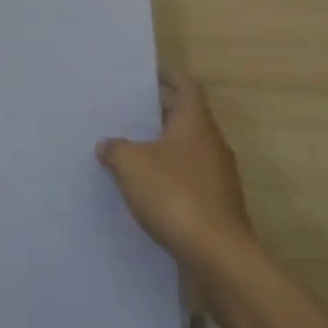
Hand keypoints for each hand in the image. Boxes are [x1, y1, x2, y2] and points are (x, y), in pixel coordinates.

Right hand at [98, 69, 257, 275]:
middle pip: (187, 115)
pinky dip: (172, 173)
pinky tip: (150, 187)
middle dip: (161, 110)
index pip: (185, 85)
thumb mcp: (132, 165)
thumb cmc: (176, 195)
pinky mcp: (218, 204)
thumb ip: (116, 149)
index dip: (168, 75)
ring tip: (134, 148)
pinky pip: (191, 176)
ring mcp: (219, 175)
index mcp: (195, 122)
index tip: (149, 71)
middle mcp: (212, 142)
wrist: (219, 255)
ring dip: (165, 145)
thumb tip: (107, 145)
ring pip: (189, 147)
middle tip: (131, 108)